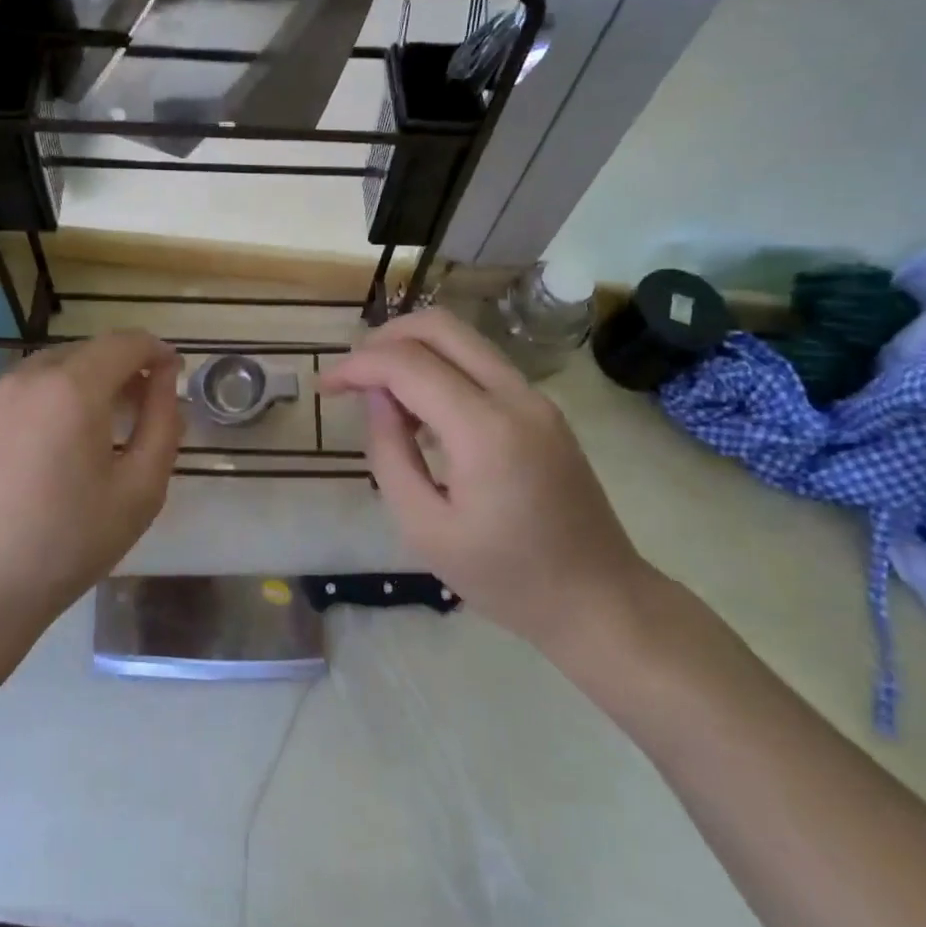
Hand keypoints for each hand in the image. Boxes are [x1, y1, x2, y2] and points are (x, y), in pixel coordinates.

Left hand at [0, 330, 183, 649]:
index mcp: (72, 387)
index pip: (125, 342)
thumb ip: (163, 423)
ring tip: (95, 430)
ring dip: (82, 384)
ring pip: (49, 370)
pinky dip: (45, 404)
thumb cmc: (68, 543)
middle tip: (141, 408)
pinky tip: (46, 452)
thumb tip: (165, 381)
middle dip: (121, 368)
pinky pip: (17, 397)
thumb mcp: (140, 489)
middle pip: (86, 351)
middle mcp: (26, 378)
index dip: (157, 351)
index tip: (174, 375)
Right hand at [320, 308, 652, 659]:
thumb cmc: (505, 578)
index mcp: (485, 429)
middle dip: (385, 339)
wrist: (600, 600)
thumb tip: (376, 398)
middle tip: (353, 375)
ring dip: (413, 350)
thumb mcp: (425, 529)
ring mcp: (535, 397)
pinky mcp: (542, 408)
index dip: (357, 366)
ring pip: (462, 338)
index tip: (325, 387)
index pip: (407, 364)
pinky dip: (440, 367)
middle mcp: (515, 396)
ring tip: (381, 395)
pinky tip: (421, 411)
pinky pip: (481, 364)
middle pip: (439, 326)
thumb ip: (390, 453)